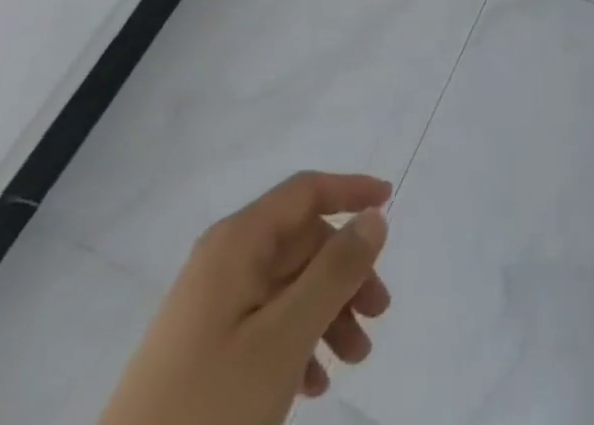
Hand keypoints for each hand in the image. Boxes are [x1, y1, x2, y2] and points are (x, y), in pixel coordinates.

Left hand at [96, 171, 391, 424]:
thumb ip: (335, 271)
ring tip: (353, 359)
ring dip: (328, 313)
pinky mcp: (202, 349)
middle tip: (378, 314)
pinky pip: (265, 324)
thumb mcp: (285, 337)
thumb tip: (374, 217)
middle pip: (302, 243)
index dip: (351, 190)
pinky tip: (313, 384)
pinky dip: (298, 342)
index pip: (305, 192)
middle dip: (345, 273)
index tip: (391, 204)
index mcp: (237, 243)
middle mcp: (222, 261)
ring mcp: (209, 307)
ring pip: (288, 287)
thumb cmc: (211, 406)